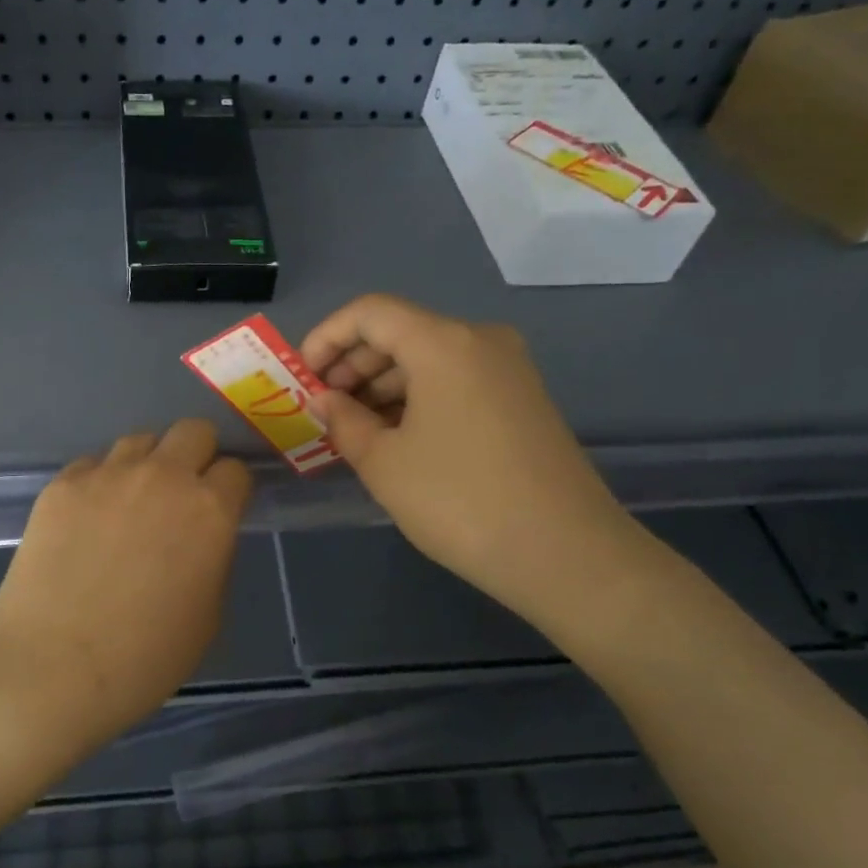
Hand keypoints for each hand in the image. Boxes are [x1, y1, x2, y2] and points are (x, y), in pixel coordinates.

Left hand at [0, 419, 251, 764]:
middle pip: (193, 431)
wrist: (51, 665)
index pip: (235, 470)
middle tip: (182, 493)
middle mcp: (163, 476)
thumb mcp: (207, 616)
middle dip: (196, 455)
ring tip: (130, 503)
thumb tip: (200, 536)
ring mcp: (108, 474)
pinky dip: (99, 482)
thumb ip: (213, 558)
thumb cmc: (144, 657)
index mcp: (209, 510)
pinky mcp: (63, 484)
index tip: (222, 509)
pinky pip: (92, 464)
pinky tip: (87, 520)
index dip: (230, 490)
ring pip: (140, 440)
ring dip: (147, 464)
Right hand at [302, 294, 650, 637]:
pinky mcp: (522, 400)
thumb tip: (324, 399)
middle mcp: (480, 341)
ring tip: (354, 430)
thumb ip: (343, 421)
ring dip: (383, 386)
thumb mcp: (383, 462)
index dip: (326, 338)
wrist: (566, 554)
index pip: (370, 313)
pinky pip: (455, 382)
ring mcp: (508, 370)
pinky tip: (396, 438)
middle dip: (352, 365)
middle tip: (323, 409)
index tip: (302, 378)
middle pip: (400, 332)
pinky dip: (417, 399)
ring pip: (428, 359)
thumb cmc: (459, 501)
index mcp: (443, 343)